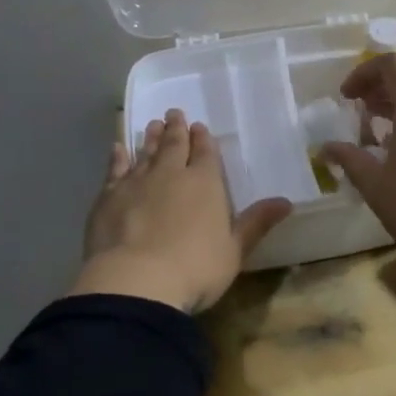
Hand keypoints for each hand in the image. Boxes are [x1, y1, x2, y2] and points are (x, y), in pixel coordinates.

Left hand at [70, 109, 291, 311]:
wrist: (135, 282)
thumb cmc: (195, 268)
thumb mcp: (234, 250)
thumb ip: (256, 223)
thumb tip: (286, 202)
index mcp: (205, 183)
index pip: (206, 153)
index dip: (203, 139)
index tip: (199, 126)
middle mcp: (171, 174)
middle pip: (175, 145)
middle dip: (176, 129)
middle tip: (174, 114)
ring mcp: (137, 183)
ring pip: (146, 152)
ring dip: (151, 138)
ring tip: (153, 125)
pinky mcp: (108, 197)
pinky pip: (115, 169)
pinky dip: (117, 157)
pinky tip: (118, 148)